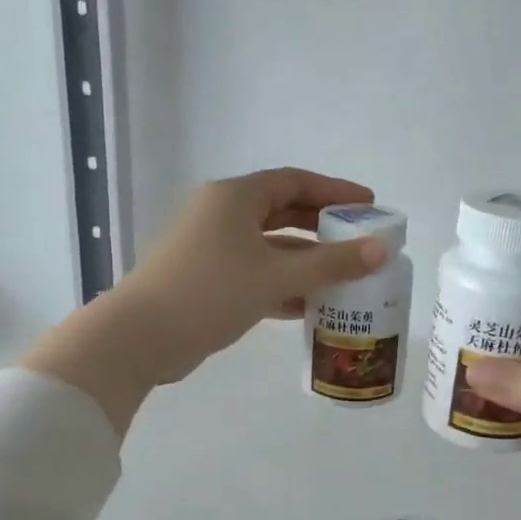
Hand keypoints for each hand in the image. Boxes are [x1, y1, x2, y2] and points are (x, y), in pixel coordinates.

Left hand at [24, 168, 386, 428]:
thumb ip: (331, 263)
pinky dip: (283, 284)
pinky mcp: (208, 280)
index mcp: (235, 198)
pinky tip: (311, 306)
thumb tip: (381, 250)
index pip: (295, 182)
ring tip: (344, 278)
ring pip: (270, 247)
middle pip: (283, 212)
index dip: (334, 190)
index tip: (368, 204)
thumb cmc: (210, 292)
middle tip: (359, 240)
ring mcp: (212, 248)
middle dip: (322, 227)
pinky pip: (256, 273)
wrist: (139, 337)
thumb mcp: (276, 276)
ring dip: (305, 261)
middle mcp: (222, 215)